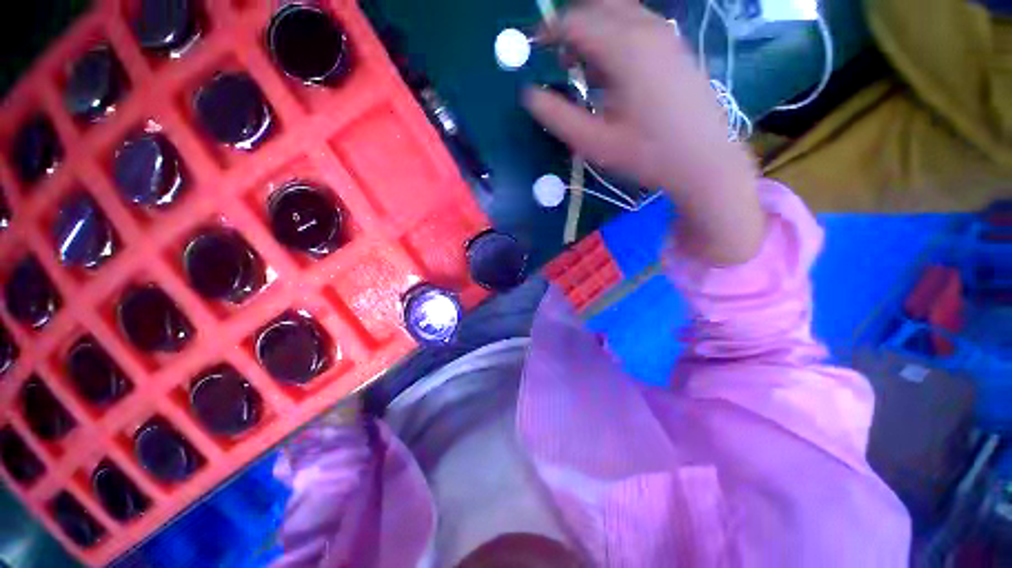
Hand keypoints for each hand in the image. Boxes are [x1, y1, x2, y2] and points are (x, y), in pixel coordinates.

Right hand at [524, 0, 765, 264]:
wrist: (705, 160)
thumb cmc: (647, 154)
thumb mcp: (595, 142)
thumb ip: (558, 117)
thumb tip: (530, 95)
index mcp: (624, 48)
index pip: (575, 21)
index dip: (548, 32)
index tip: (532, 50)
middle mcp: (647, 29)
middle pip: (598, 5)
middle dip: (571, 25)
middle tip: (557, 59)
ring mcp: (666, 35)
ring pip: (619, 12)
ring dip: (594, 31)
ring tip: (582, 69)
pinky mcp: (675, 47)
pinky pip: (637, 25)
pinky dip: (614, 37)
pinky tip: (611, 72)